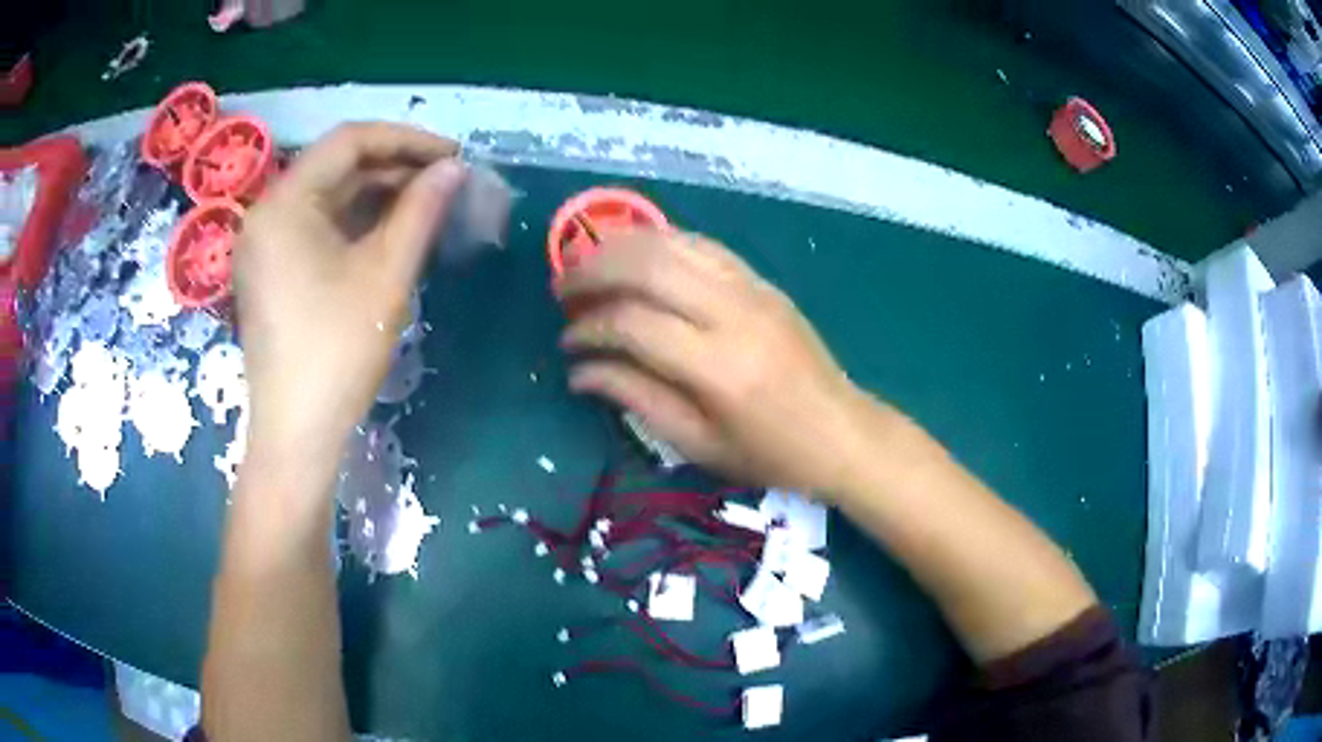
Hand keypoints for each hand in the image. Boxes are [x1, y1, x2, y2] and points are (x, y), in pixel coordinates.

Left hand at [234, 123, 465, 466]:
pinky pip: (317, 228)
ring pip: (328, 198)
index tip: (453, 156)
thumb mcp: (386, 274)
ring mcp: (265, 244)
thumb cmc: (337, 351)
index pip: (349, 142)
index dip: (406, 140)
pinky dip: (356, 223)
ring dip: (378, 195)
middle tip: (447, 181)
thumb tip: (454, 169)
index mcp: (285, 203)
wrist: (297, 433)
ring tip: (428, 204)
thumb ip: (421, 210)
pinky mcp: (272, 271)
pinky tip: (392, 231)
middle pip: (335, 168)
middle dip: (395, 168)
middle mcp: (267, 213)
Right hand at [559, 232, 872, 492]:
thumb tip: (580, 371)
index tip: (567, 343)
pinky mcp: (762, 281)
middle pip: (649, 265)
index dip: (589, 329)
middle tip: (562, 288)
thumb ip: (635, 398)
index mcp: (718, 368)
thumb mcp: (697, 444)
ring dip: (622, 246)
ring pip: (674, 243)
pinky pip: (702, 245)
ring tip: (588, 265)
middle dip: (593, 270)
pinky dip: (661, 243)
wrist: (842, 432)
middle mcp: (734, 314)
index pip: (633, 324)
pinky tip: (637, 257)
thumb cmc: (770, 454)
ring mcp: (752, 289)